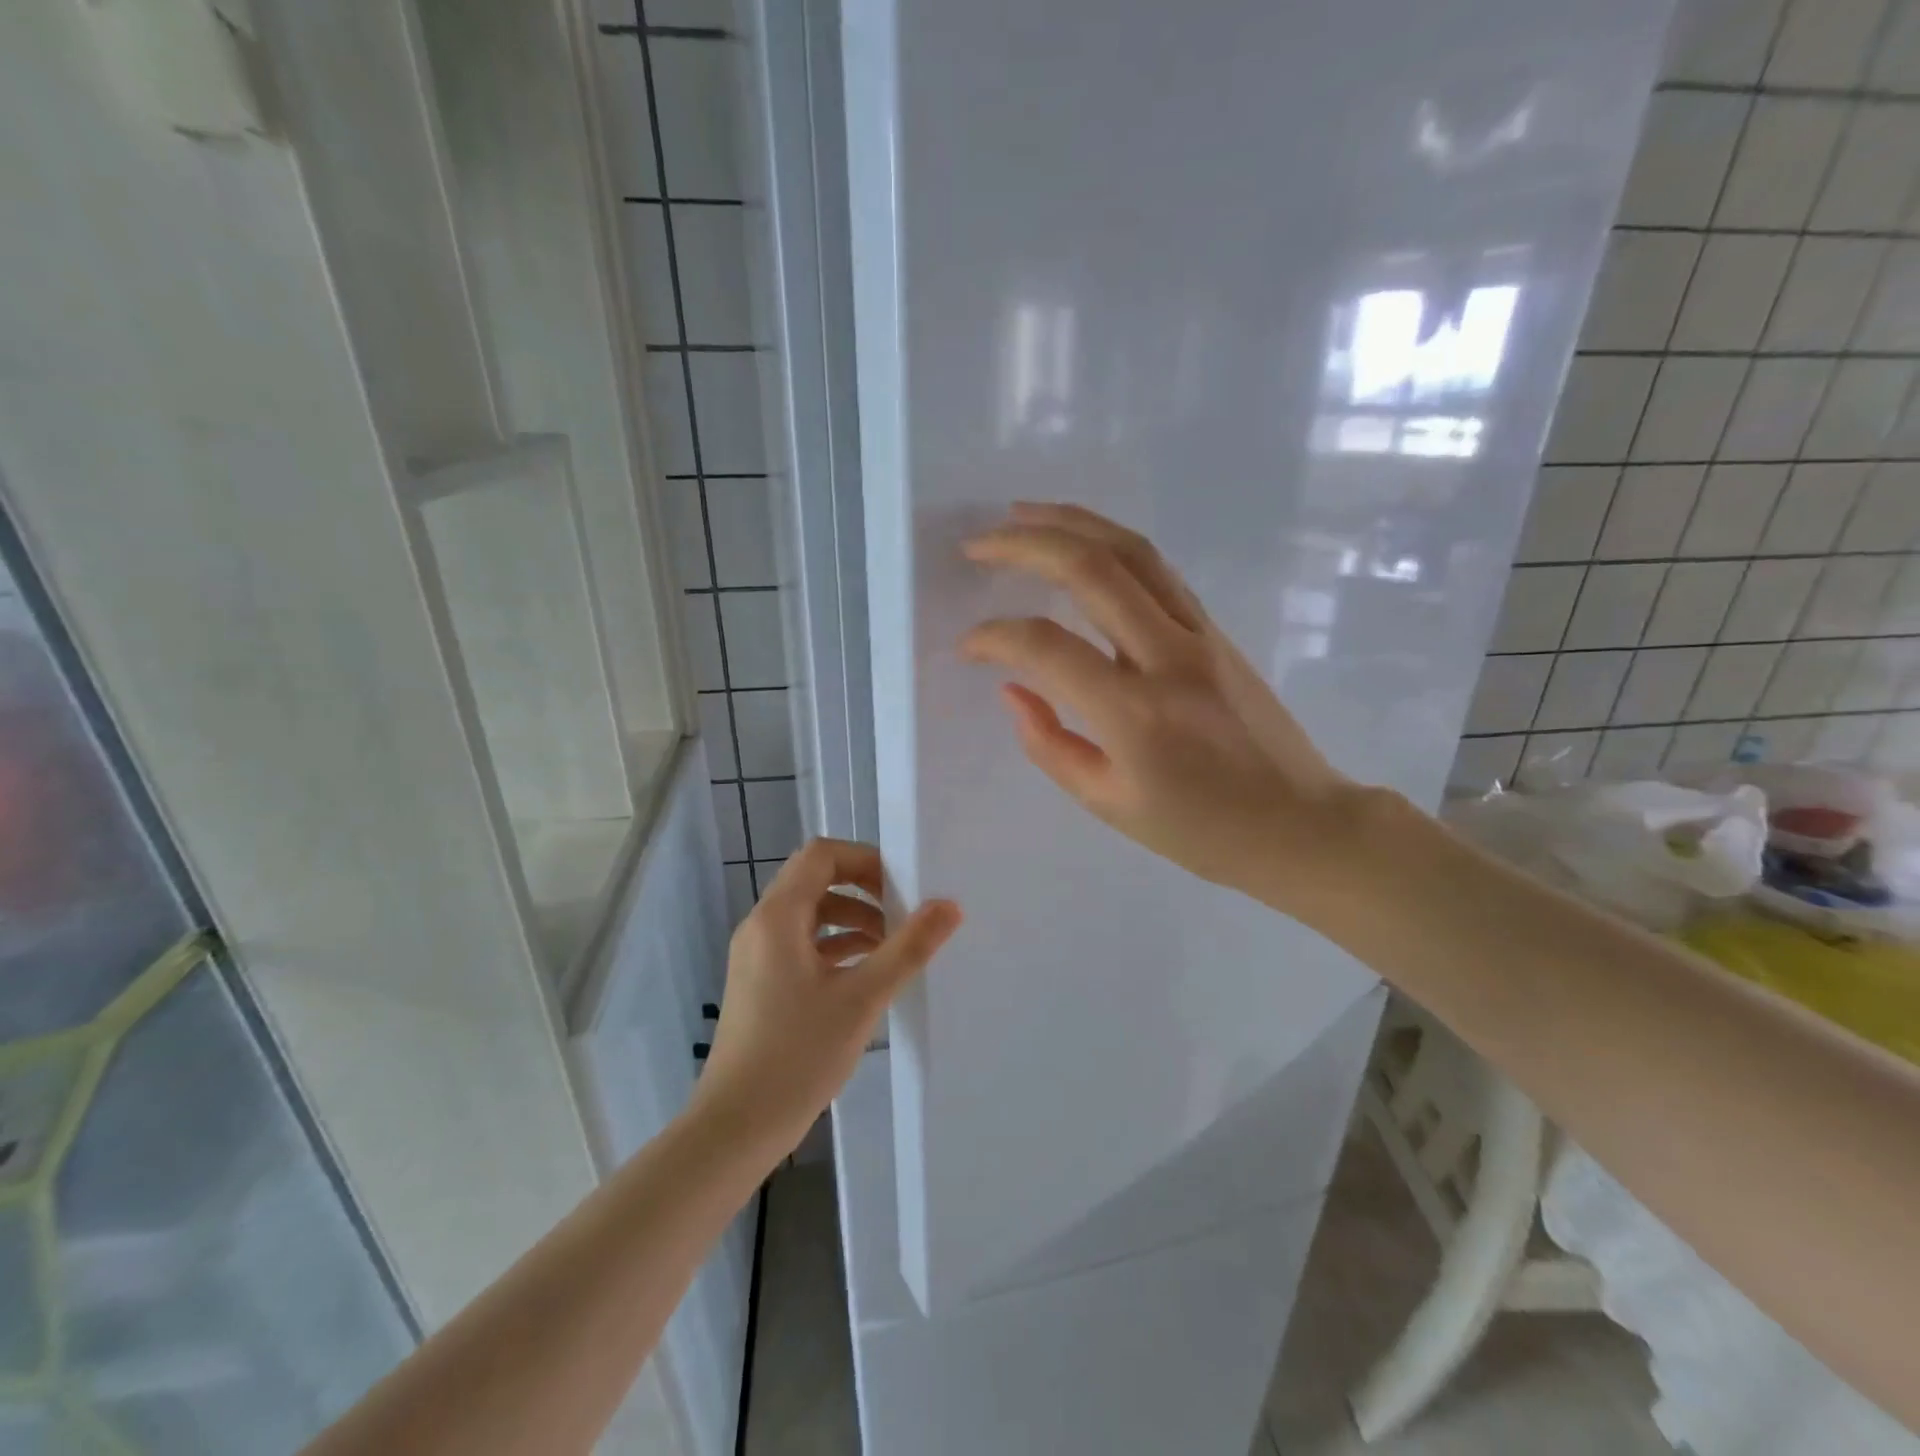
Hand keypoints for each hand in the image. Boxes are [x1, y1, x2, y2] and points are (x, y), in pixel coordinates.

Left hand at [693, 838, 960, 1157]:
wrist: (736, 1127)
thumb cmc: (797, 1054)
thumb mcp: (862, 998)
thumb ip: (908, 948)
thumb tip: (949, 906)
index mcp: (778, 916)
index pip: (821, 855)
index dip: (864, 859)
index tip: (902, 886)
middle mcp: (762, 926)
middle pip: (816, 880)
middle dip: (864, 889)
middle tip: (904, 912)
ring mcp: (758, 956)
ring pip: (811, 914)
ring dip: (852, 919)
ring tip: (893, 944)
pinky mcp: (761, 983)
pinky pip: (802, 945)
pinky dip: (836, 946)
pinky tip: (867, 971)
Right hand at [960, 502, 1368, 912]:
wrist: (1300, 823)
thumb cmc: (1200, 831)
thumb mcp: (1108, 803)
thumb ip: (1049, 744)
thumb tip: (1012, 688)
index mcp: (1135, 714)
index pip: (1047, 647)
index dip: (995, 637)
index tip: (968, 646)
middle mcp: (1168, 657)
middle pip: (1092, 569)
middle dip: (1025, 544)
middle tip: (978, 543)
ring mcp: (1200, 635)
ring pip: (1132, 551)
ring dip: (1071, 523)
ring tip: (1021, 514)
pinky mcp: (1217, 630)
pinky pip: (1158, 570)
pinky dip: (1111, 544)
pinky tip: (1081, 543)